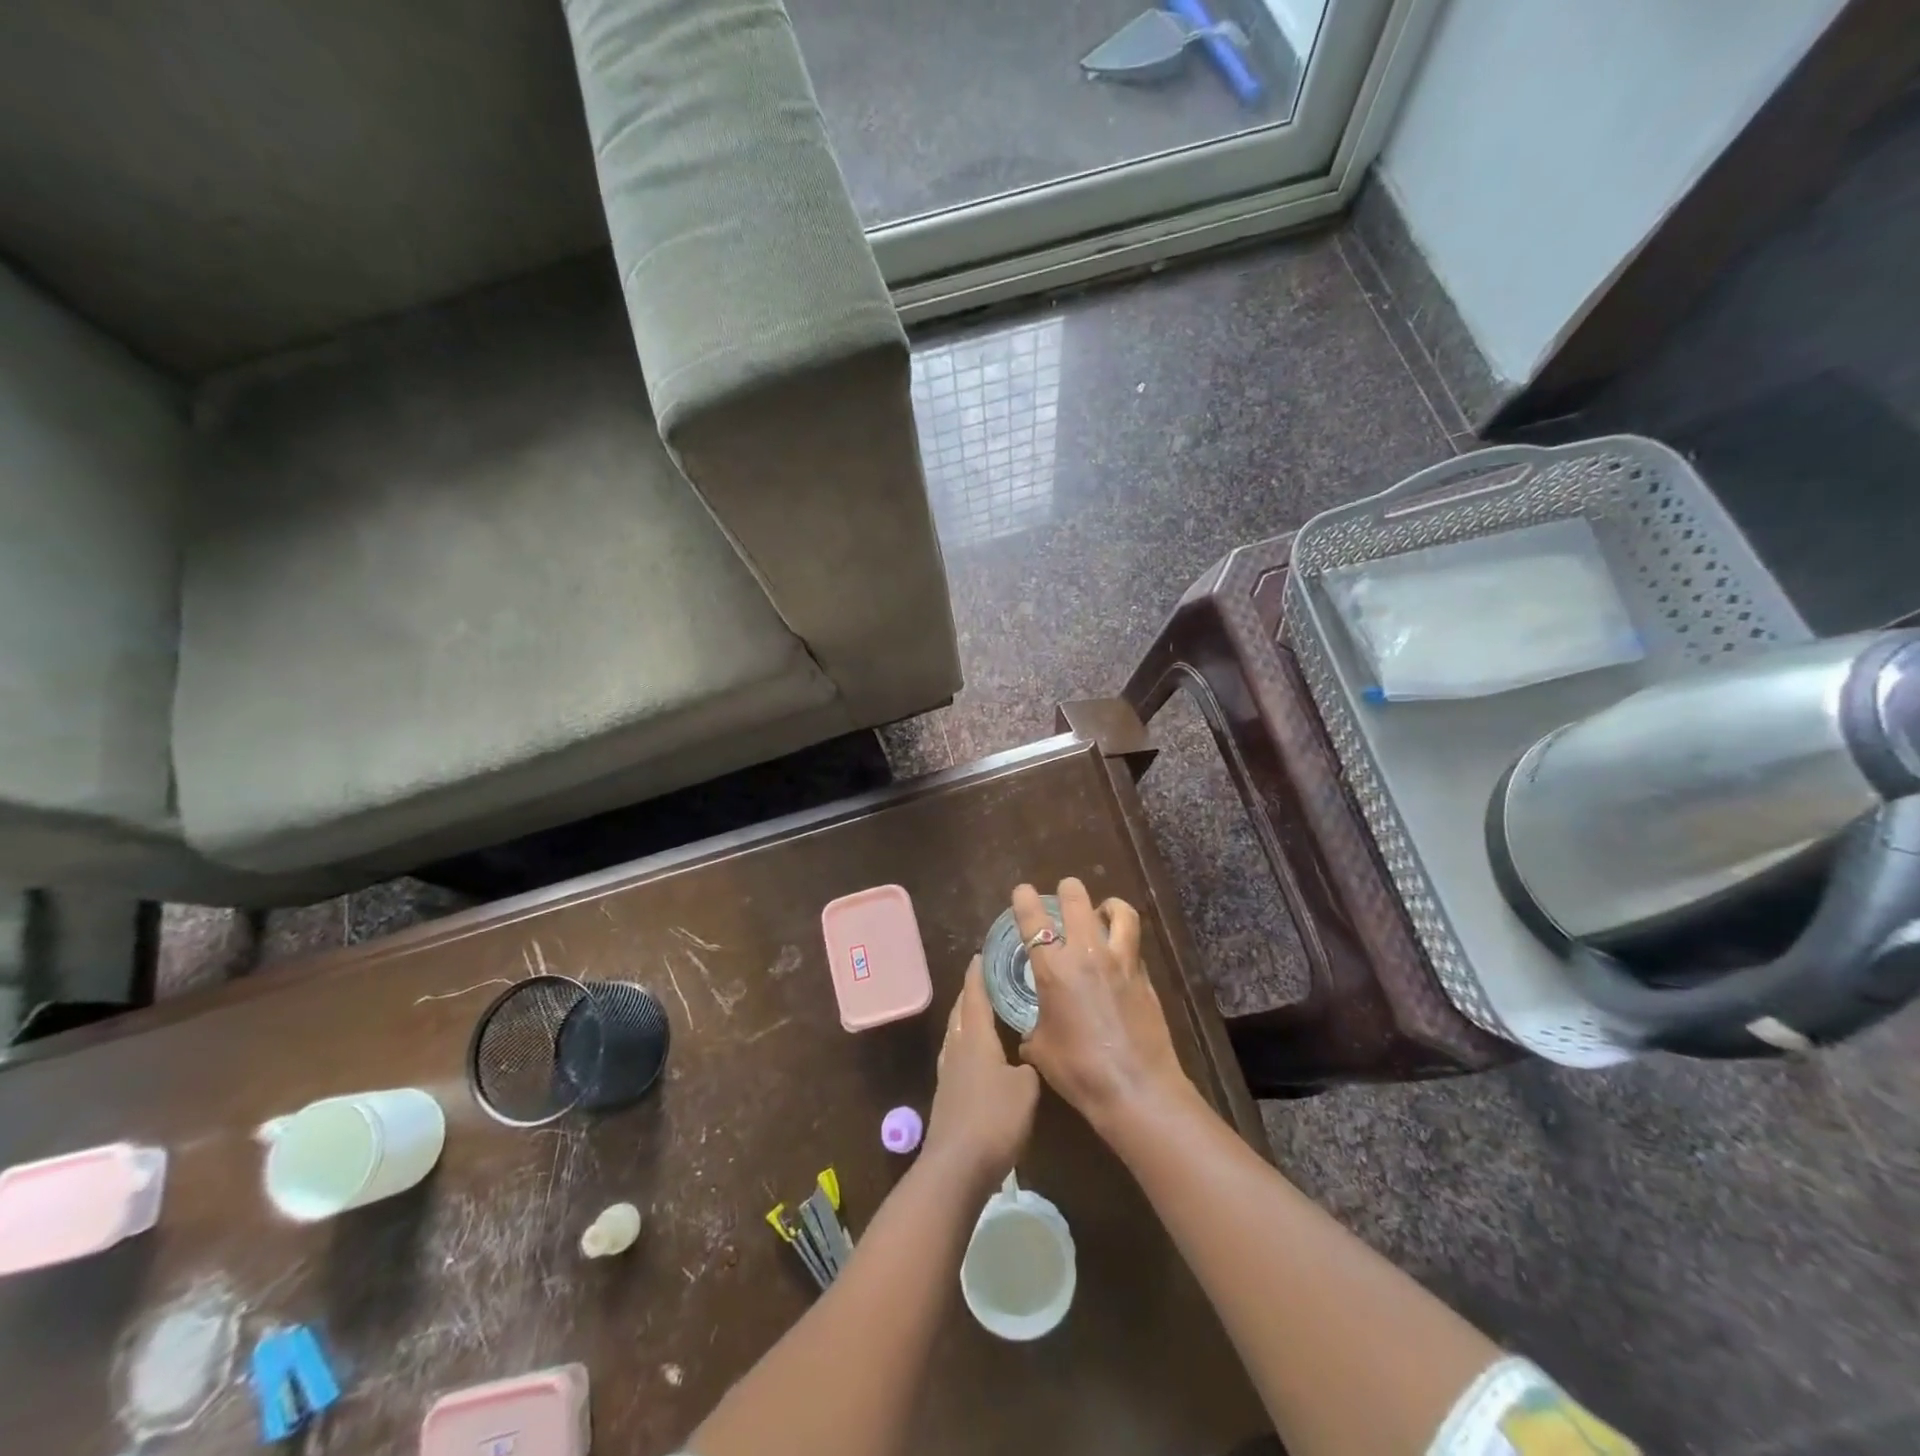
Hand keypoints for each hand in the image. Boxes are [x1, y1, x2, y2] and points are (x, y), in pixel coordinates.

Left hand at [924, 957, 1039, 1186]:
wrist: (957, 1167)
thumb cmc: (994, 1118)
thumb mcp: (1026, 1088)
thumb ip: (1028, 1065)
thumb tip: (1026, 1057)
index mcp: (975, 1037)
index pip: (975, 995)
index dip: (979, 973)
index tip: (982, 954)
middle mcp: (957, 1047)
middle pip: (961, 1011)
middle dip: (972, 992)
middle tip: (988, 978)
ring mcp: (948, 1072)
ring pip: (956, 1033)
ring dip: (967, 1018)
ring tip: (984, 1011)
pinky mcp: (947, 1095)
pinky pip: (957, 1055)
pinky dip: (967, 1043)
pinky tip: (978, 1054)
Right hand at [1014, 879, 1194, 1131]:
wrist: (1136, 1088)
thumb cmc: (1079, 1071)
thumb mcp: (1041, 1050)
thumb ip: (1033, 1029)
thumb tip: (1032, 1030)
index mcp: (1054, 970)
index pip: (1034, 922)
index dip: (1025, 900)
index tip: (1022, 890)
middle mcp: (1087, 955)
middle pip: (1078, 902)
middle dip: (1069, 890)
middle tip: (1065, 891)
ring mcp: (1121, 962)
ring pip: (1119, 913)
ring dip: (1109, 905)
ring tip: (1103, 909)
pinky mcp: (1145, 976)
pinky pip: (1134, 944)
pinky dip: (1125, 938)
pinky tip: (1120, 951)